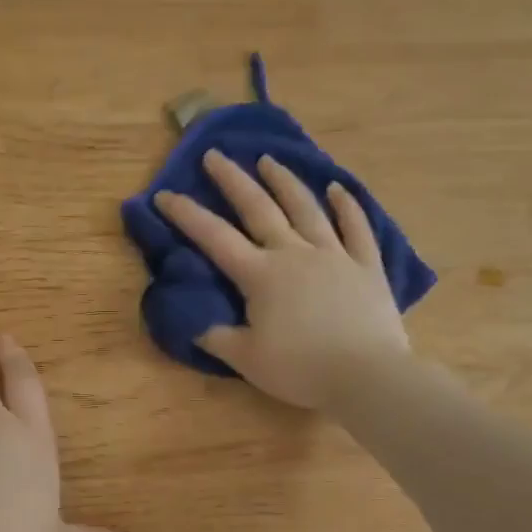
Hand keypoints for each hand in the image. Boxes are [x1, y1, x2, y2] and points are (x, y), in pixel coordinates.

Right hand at [153, 150, 408, 408]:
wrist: (367, 376)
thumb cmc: (301, 369)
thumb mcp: (246, 360)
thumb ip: (216, 337)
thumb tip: (192, 323)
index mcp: (260, 275)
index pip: (214, 238)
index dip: (186, 215)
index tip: (164, 194)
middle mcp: (294, 253)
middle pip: (259, 208)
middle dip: (233, 180)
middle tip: (215, 155)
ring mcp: (334, 255)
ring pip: (306, 208)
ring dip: (284, 181)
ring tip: (268, 160)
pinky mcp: (366, 266)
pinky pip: (356, 228)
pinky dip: (347, 206)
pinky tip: (338, 188)